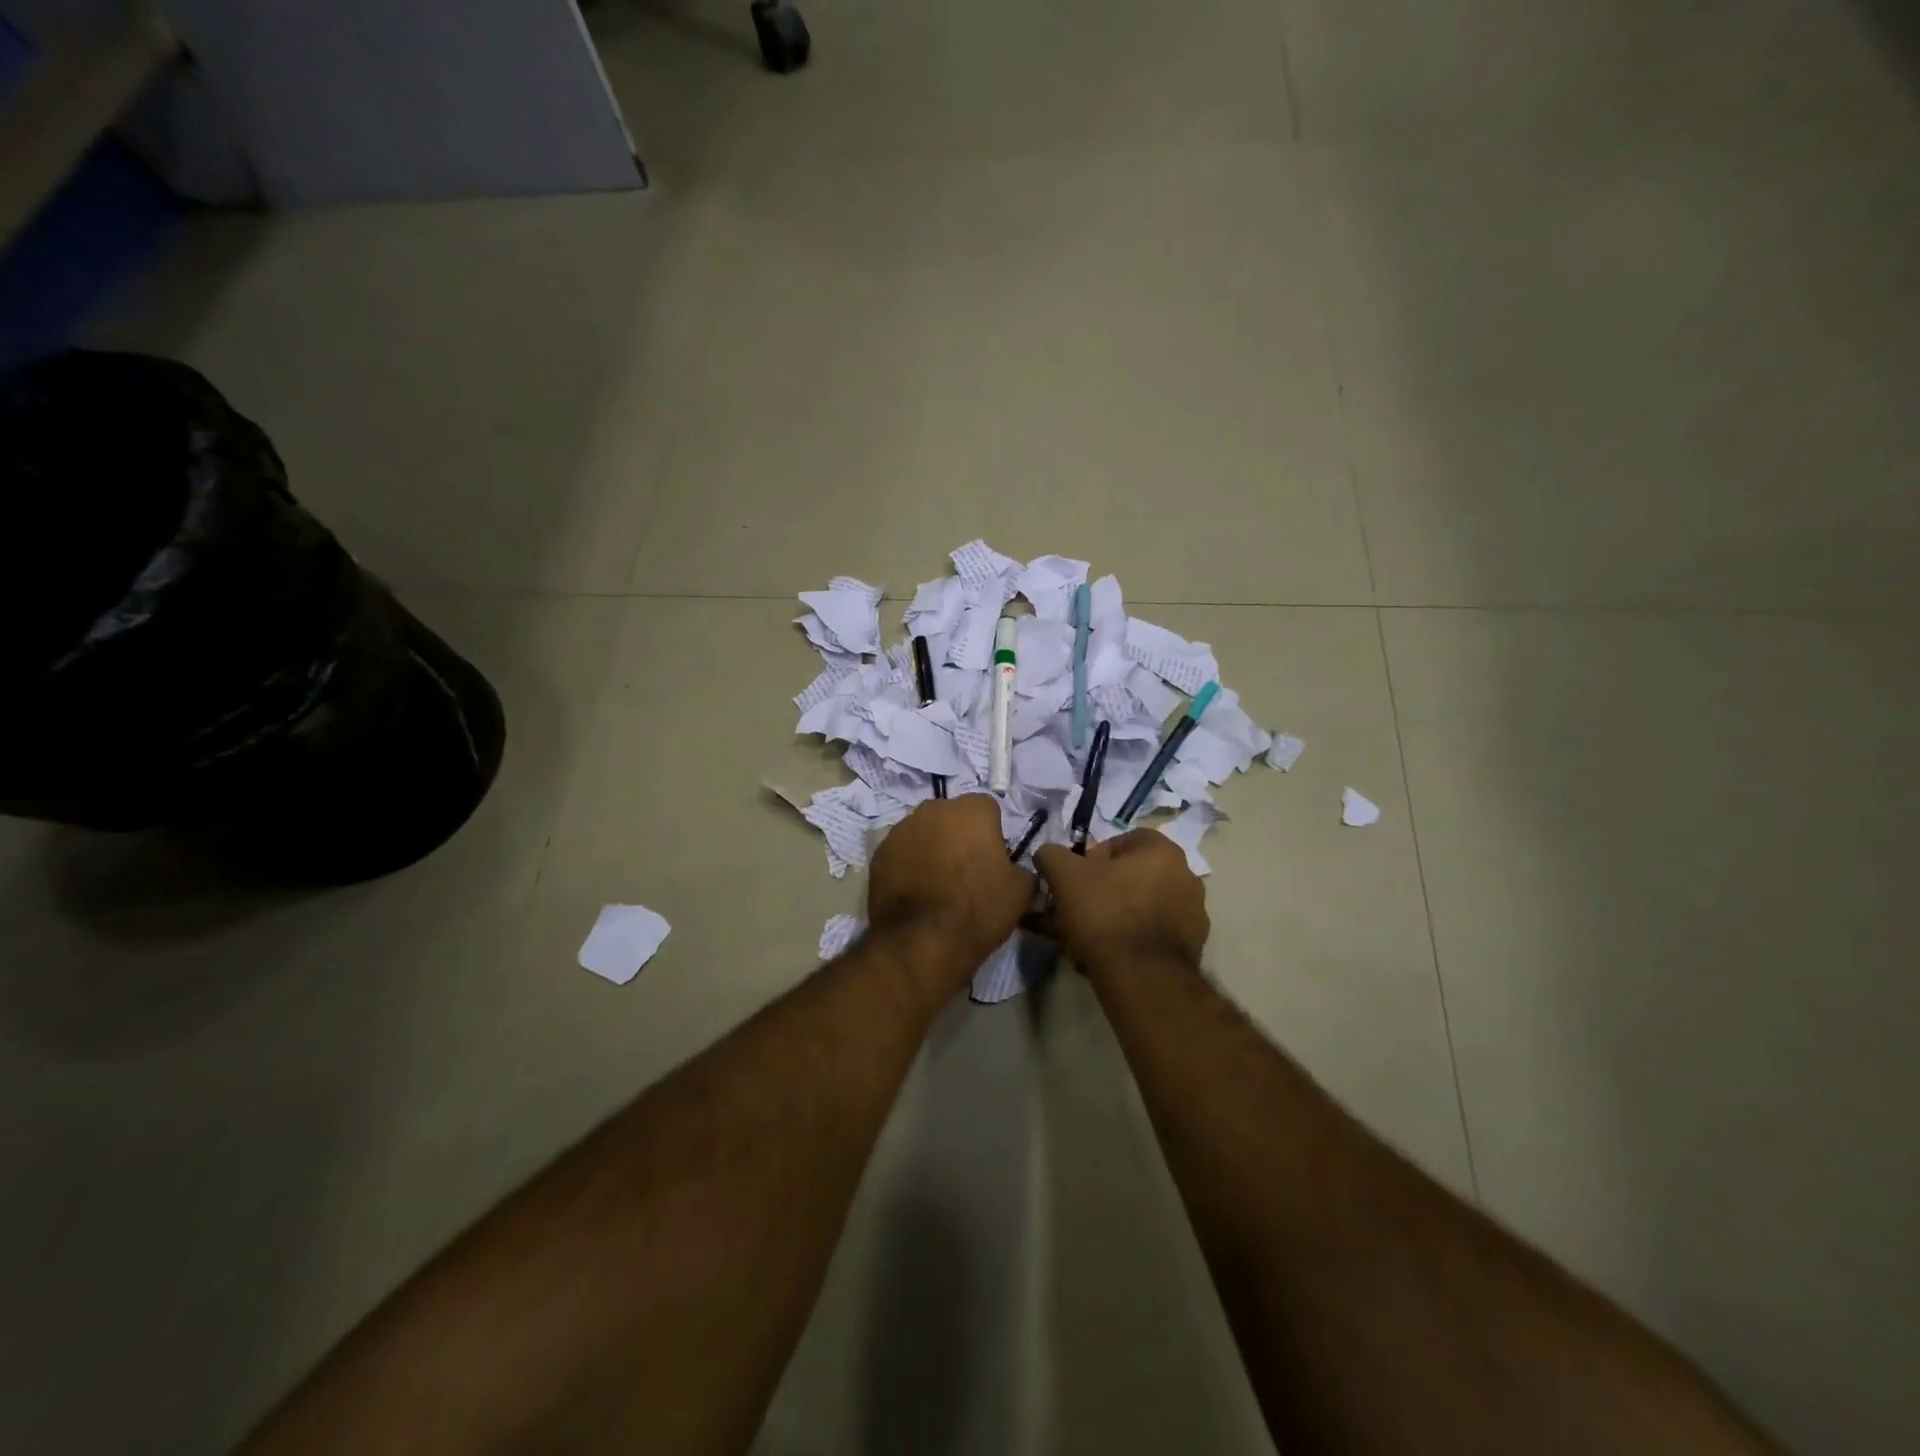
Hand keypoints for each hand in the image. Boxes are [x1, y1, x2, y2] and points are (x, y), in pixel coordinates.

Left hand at [867, 795, 1035, 989]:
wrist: (923, 942)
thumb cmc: (978, 909)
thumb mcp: (1020, 893)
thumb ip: (1023, 871)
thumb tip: (1018, 872)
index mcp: (972, 810)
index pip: (987, 809)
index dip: (992, 833)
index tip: (993, 859)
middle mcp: (933, 810)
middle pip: (951, 816)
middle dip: (958, 835)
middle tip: (965, 870)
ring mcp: (901, 830)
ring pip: (923, 832)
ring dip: (931, 848)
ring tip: (936, 884)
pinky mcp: (879, 854)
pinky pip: (900, 853)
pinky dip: (908, 865)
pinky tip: (915, 893)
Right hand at [1033, 829, 1209, 974]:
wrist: (1141, 977)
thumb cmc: (1105, 913)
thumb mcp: (1064, 875)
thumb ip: (1052, 855)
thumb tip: (1048, 855)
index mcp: (1163, 851)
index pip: (1122, 841)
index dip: (1092, 858)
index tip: (1075, 880)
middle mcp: (1186, 876)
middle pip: (1132, 876)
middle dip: (1101, 890)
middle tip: (1076, 910)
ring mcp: (1193, 913)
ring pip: (1141, 907)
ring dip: (1114, 916)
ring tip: (1085, 939)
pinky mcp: (1192, 946)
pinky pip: (1152, 933)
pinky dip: (1130, 939)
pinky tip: (1106, 956)